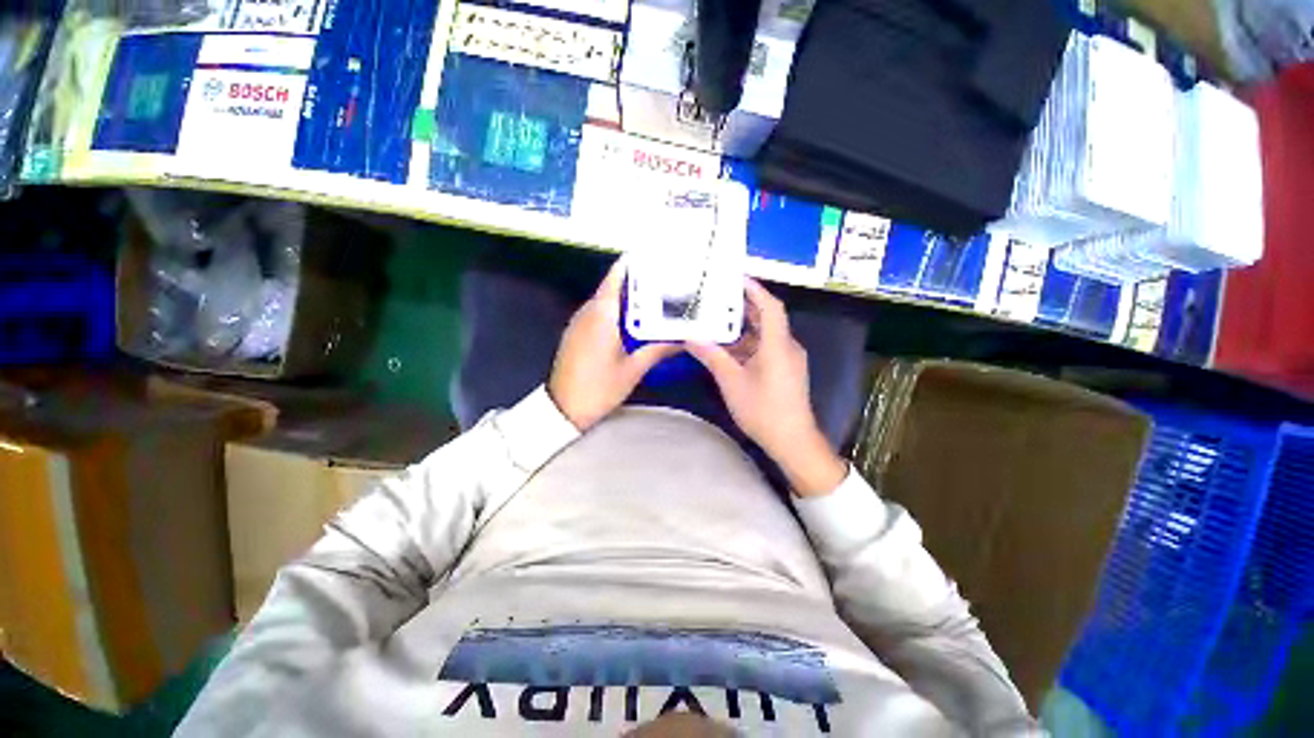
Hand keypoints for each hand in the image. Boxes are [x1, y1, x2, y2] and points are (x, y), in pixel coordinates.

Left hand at [548, 259, 680, 430]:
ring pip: (606, 300)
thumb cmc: (599, 388)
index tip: (654, 258)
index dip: (634, 264)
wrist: (563, 408)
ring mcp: (579, 322)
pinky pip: (598, 313)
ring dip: (627, 297)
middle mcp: (588, 312)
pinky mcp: (576, 333)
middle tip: (664, 280)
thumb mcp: (633, 369)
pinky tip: (633, 321)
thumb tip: (684, 339)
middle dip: (636, 281)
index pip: (617, 277)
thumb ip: (658, 350)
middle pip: (613, 286)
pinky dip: (616, 311)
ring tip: (654, 298)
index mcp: (602, 315)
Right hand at [686, 279, 847, 496]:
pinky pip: (765, 348)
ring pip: (764, 334)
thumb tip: (690, 338)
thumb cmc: (763, 410)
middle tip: (719, 295)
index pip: (770, 306)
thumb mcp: (732, 382)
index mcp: (778, 345)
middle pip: (767, 318)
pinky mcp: (785, 370)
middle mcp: (786, 346)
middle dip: (744, 306)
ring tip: (718, 318)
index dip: (755, 289)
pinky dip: (747, 344)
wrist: (792, 440)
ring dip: (743, 327)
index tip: (736, 277)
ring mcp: (787, 359)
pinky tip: (728, 346)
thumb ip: (712, 356)